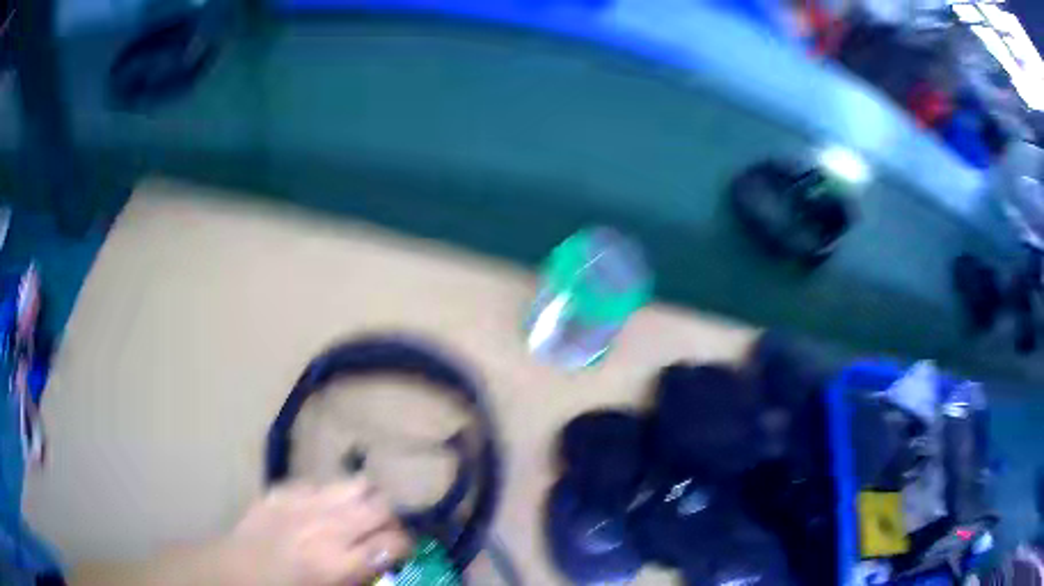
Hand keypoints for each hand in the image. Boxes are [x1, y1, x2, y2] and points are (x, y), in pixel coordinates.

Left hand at [221, 479, 411, 585]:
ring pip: (356, 484)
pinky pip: (321, 483)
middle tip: (382, 531)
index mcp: (340, 562)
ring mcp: (303, 502)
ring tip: (357, 512)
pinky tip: (320, 509)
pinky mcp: (283, 489)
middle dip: (390, 519)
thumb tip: (385, 561)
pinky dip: (329, 496)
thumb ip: (362, 576)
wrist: (235, 570)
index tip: (400, 550)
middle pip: (381, 507)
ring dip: (364, 499)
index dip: (405, 545)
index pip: (394, 541)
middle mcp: (328, 527)